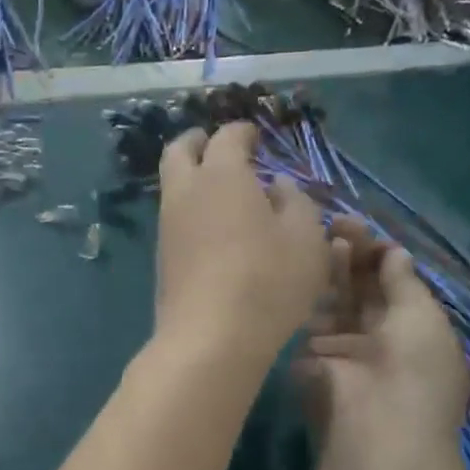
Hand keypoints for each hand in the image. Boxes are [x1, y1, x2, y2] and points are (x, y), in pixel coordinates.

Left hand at [153, 123, 327, 368]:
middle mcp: (186, 192)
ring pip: (172, 186)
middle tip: (216, 145)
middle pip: (179, 151)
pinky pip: (174, 219)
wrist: (210, 337)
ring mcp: (168, 226)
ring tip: (223, 192)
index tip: (256, 137)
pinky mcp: (162, 258)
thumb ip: (297, 202)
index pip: (227, 137)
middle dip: (197, 141)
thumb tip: (278, 187)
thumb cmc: (268, 280)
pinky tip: (215, 230)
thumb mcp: (306, 238)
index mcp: (222, 175)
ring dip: (192, 179)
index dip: (243, 132)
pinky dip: (191, 210)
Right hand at [295, 215, 469, 469]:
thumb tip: (395, 252)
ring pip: (336, 302)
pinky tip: (303, 270)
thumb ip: (403, 282)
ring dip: (331, 271)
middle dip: (354, 257)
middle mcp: (380, 340)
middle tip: (337, 223)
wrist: (373, 428)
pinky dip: (308, 297)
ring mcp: (344, 351)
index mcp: (416, 332)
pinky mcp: (310, 362)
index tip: (364, 232)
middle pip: (365, 290)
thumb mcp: (422, 317)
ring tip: (322, 238)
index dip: (382, 257)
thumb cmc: (414, 369)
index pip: (396, 286)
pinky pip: (309, 323)